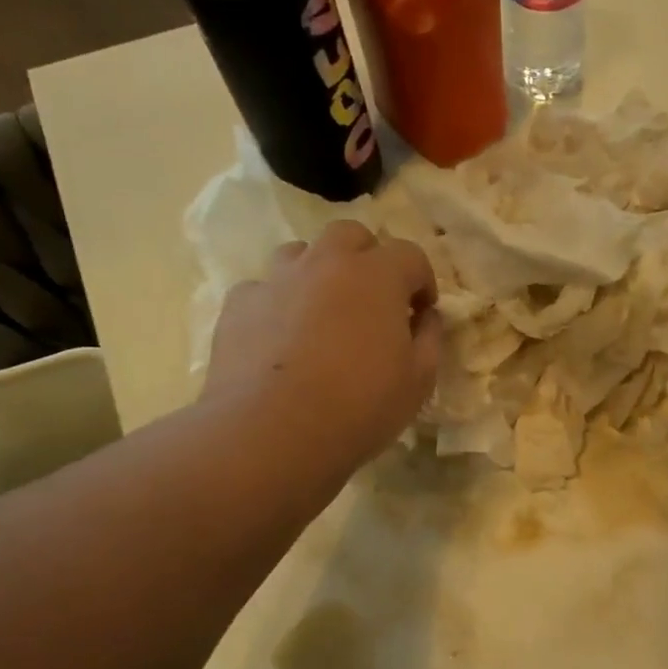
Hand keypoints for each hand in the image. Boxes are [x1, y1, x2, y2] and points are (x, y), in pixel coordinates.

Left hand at [203, 220, 441, 484]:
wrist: (272, 433)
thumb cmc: (360, 406)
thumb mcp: (419, 380)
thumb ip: (429, 338)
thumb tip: (426, 316)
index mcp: (377, 276)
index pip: (410, 255)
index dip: (422, 281)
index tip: (422, 312)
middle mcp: (325, 263)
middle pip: (351, 236)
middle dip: (369, 260)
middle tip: (374, 302)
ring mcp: (276, 280)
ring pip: (302, 254)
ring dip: (320, 273)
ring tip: (324, 314)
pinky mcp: (238, 306)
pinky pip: (264, 290)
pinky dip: (279, 304)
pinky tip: (282, 340)